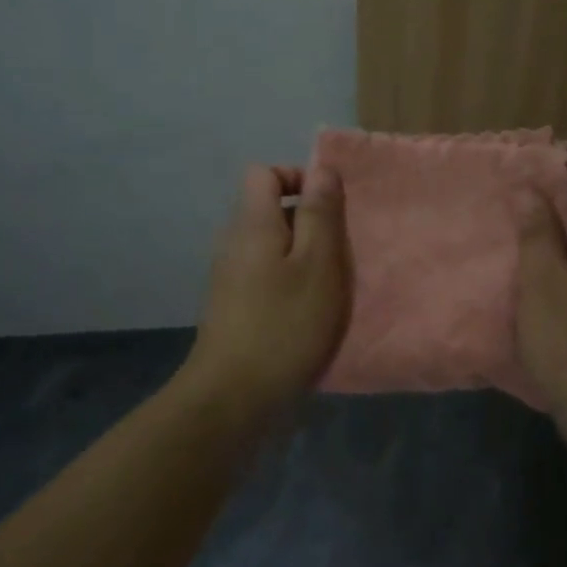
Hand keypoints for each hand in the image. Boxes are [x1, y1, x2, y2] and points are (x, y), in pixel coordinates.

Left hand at [182, 165, 350, 417]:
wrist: (233, 397)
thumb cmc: (285, 324)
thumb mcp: (318, 264)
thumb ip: (320, 213)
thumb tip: (321, 169)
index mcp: (252, 223)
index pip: (264, 173)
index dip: (297, 178)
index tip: (328, 207)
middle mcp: (234, 241)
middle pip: (268, 208)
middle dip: (307, 220)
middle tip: (337, 250)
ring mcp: (229, 275)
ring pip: (269, 244)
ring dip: (301, 254)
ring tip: (328, 283)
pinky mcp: (232, 305)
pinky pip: (263, 273)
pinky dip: (287, 280)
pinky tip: (307, 311)